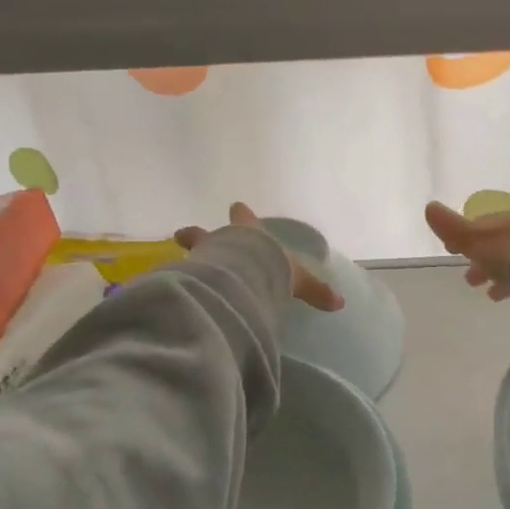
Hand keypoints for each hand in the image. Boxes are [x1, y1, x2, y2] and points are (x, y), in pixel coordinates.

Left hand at [175, 204, 343, 311]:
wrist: (241, 275)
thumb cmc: (271, 267)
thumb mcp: (298, 279)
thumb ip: (315, 290)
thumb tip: (339, 302)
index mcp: (250, 234)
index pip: (245, 219)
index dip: (242, 214)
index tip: (237, 206)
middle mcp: (224, 240)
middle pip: (205, 233)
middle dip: (197, 234)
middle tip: (182, 234)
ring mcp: (203, 256)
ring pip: (192, 251)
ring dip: (188, 255)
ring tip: (177, 263)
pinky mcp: (190, 275)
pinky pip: (181, 276)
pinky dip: (178, 281)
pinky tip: (170, 287)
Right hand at [425, 200, 509, 301]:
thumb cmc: (508, 251)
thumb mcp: (474, 239)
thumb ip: (452, 227)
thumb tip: (429, 206)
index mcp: (500, 222)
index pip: (478, 227)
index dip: (462, 238)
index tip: (451, 249)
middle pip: (496, 245)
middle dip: (481, 259)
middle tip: (469, 279)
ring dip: (499, 274)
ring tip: (489, 294)